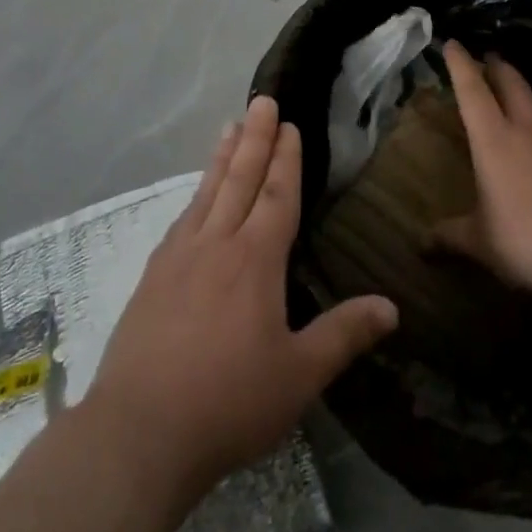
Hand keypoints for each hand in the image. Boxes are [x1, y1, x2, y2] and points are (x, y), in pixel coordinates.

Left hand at [83, 97, 398, 496]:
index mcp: (255, 260)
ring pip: (208, 191)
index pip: (276, 195)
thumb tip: (392, 306)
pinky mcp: (153, 276)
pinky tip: (196, 195)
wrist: (139, 431)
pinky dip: (196, 194)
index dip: (285, 158)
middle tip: (262, 100)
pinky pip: (182, 218)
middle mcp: (217, 243)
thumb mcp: (299, 376)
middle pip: (240, 178)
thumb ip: (344, 335)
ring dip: (223, 156)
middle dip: (255, 138)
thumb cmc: (229, 402)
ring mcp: (180, 256)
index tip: (289, 124)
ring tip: (230, 125)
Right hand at [431, 39, 531, 310]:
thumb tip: (421, 244)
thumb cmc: (530, 240)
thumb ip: (451, 236)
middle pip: (510, 81)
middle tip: (487, 58)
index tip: (452, 43)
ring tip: (518, 98)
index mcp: (494, 139)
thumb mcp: (482, 243)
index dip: (460, 63)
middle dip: (496, 65)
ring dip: (525, 93)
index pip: (472, 89)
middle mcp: (527, 127)